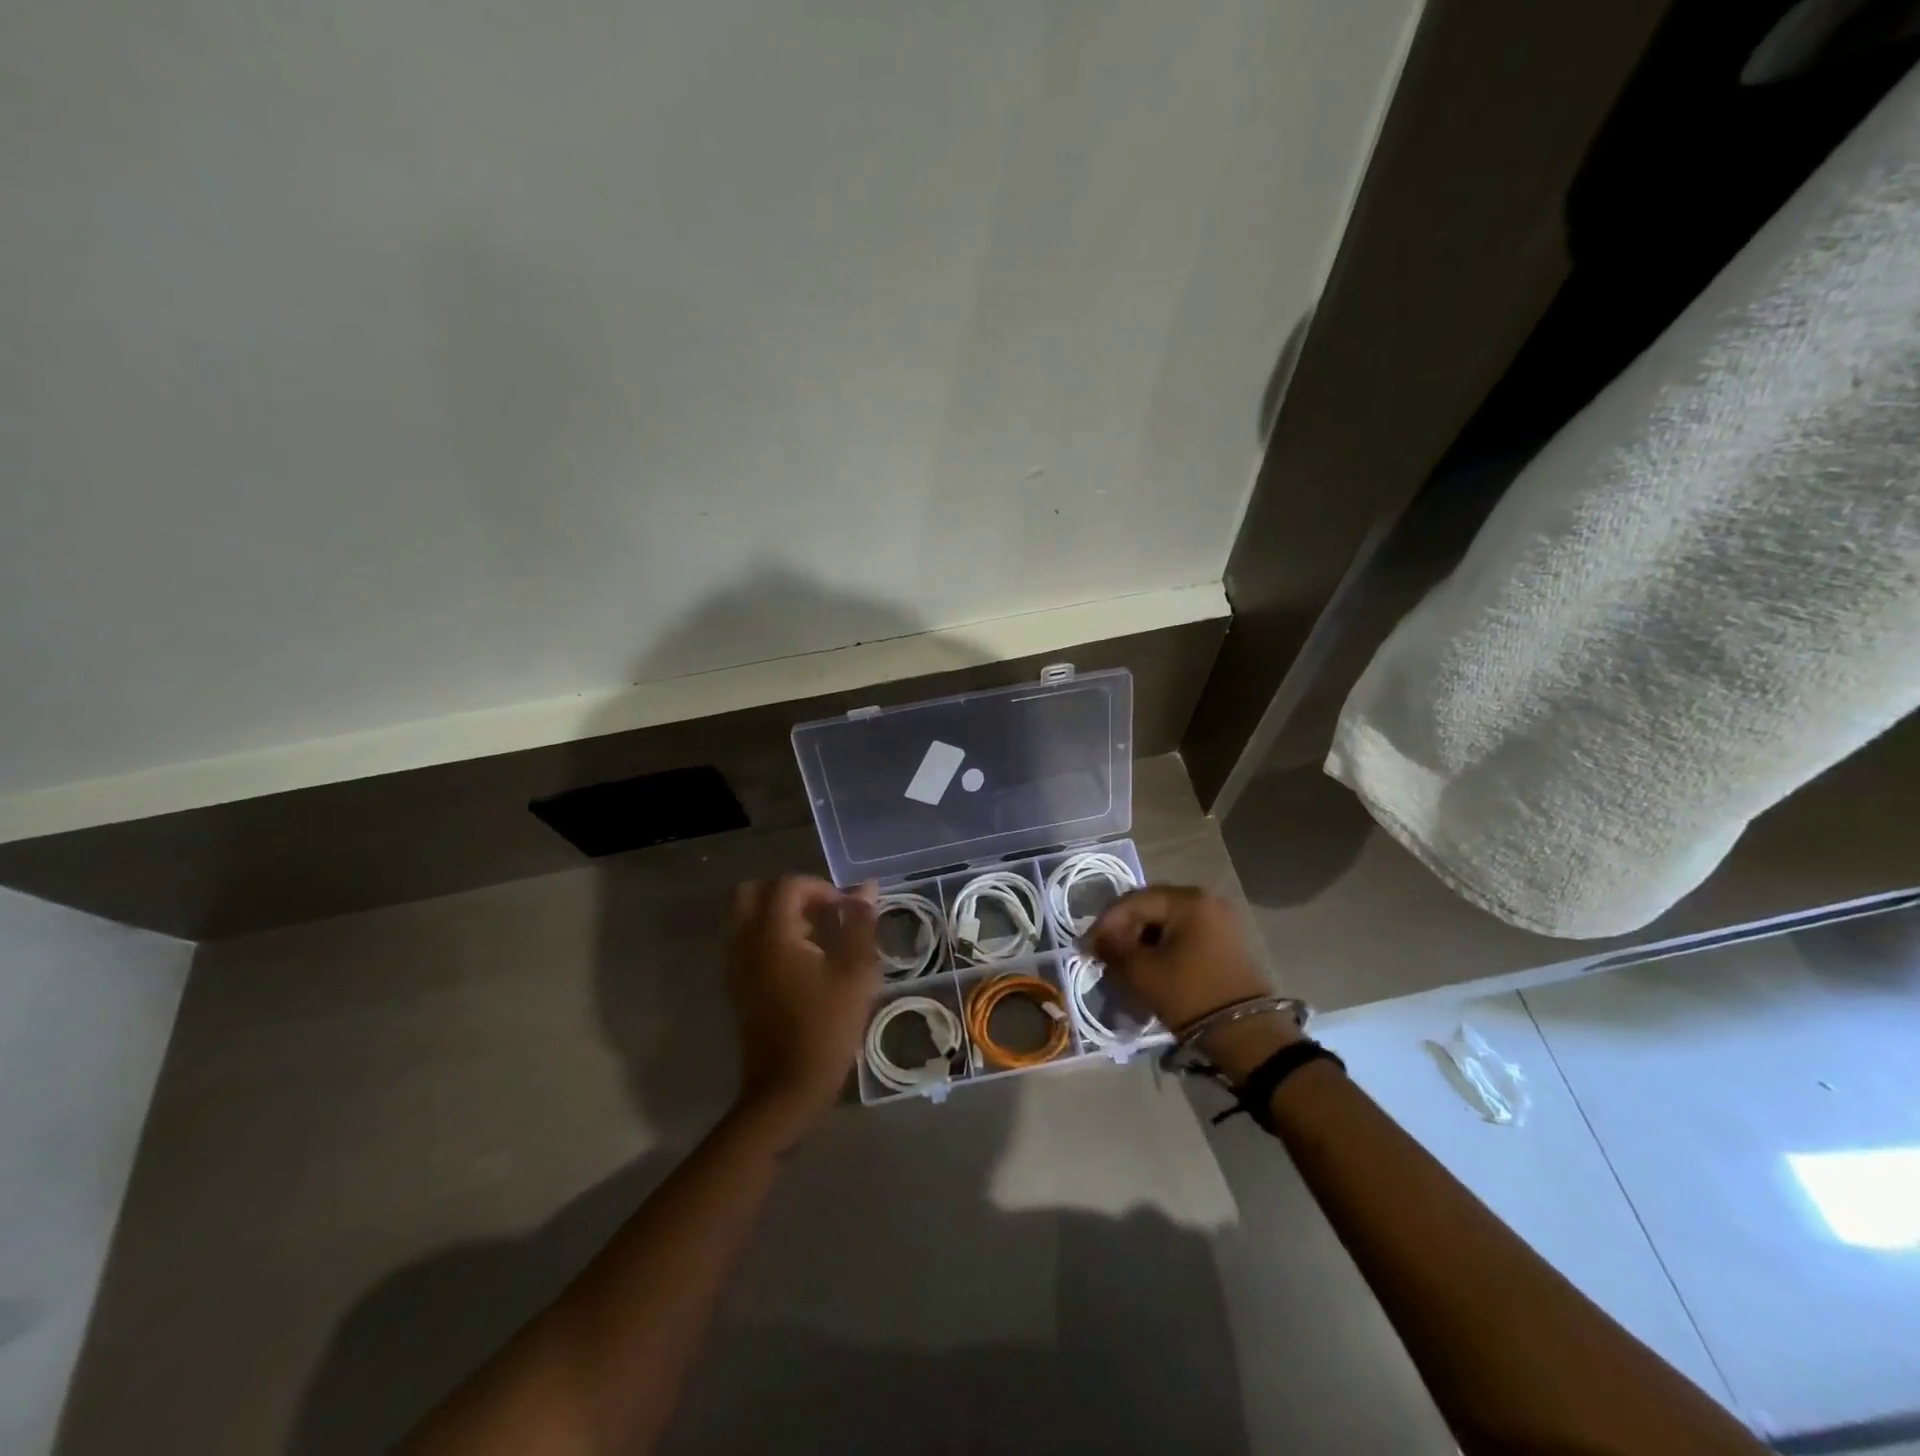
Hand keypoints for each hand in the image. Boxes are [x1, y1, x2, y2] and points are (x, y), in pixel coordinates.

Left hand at [726, 876, 879, 1146]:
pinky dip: (769, 935)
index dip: (820, 888)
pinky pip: (745, 941)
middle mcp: (746, 943)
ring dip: (778, 913)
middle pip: (753, 892)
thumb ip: (860, 925)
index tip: (846, 910)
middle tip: (820, 911)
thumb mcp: (855, 973)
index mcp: (772, 934)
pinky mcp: (737, 986)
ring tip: (815, 935)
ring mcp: (736, 965)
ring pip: (746, 917)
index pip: (787, 885)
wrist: (787, 1087)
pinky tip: (802, 960)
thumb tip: (866, 890)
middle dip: (789, 892)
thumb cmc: (826, 1027)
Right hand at [1085, 886, 1297, 1080]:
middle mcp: (1206, 900)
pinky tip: (1148, 966)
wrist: (1249, 1034)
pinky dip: (1162, 947)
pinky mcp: (1226, 940)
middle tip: (1102, 954)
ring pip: (1166, 922)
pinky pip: (1184, 934)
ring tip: (1123, 964)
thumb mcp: (1142, 972)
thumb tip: (1093, 941)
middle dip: (1122, 930)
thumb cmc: (1191, 995)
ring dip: (1141, 940)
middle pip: (1150, 907)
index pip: (1132, 901)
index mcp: (1187, 899)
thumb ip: (1112, 949)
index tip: (1085, 947)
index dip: (1104, 924)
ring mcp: (1220, 919)